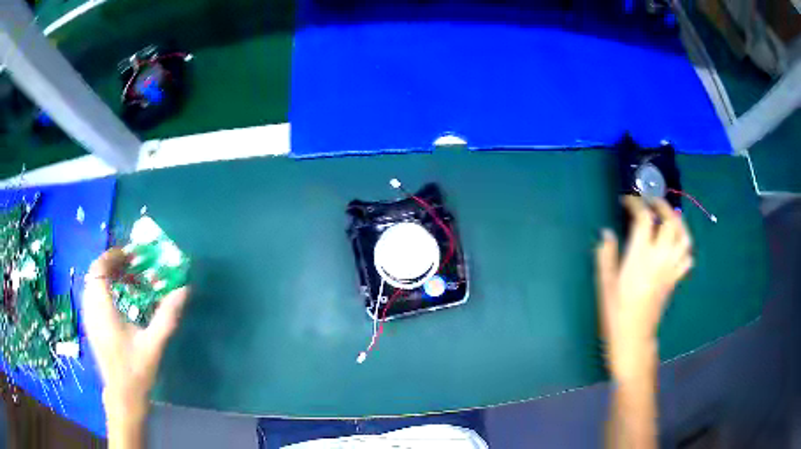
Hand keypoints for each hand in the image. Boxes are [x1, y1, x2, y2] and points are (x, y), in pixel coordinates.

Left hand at [82, 248, 188, 425]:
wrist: (122, 396)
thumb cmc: (136, 371)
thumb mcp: (154, 344)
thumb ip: (167, 316)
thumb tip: (184, 289)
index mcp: (103, 309)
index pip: (99, 268)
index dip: (113, 256)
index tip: (131, 255)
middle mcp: (91, 308)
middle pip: (94, 272)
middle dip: (112, 263)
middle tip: (132, 265)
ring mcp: (88, 317)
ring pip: (92, 283)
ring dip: (107, 275)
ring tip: (126, 279)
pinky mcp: (90, 325)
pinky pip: (92, 295)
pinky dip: (104, 287)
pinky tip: (119, 298)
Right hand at [596, 196, 692, 378]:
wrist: (633, 340)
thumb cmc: (616, 314)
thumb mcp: (605, 284)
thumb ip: (606, 255)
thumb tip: (607, 232)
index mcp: (640, 258)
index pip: (644, 219)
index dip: (636, 204)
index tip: (626, 201)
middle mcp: (660, 259)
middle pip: (670, 221)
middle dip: (661, 205)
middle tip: (650, 201)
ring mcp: (671, 269)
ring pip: (684, 237)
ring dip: (677, 221)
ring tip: (667, 217)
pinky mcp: (675, 280)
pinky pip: (687, 257)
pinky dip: (684, 245)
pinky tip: (675, 244)